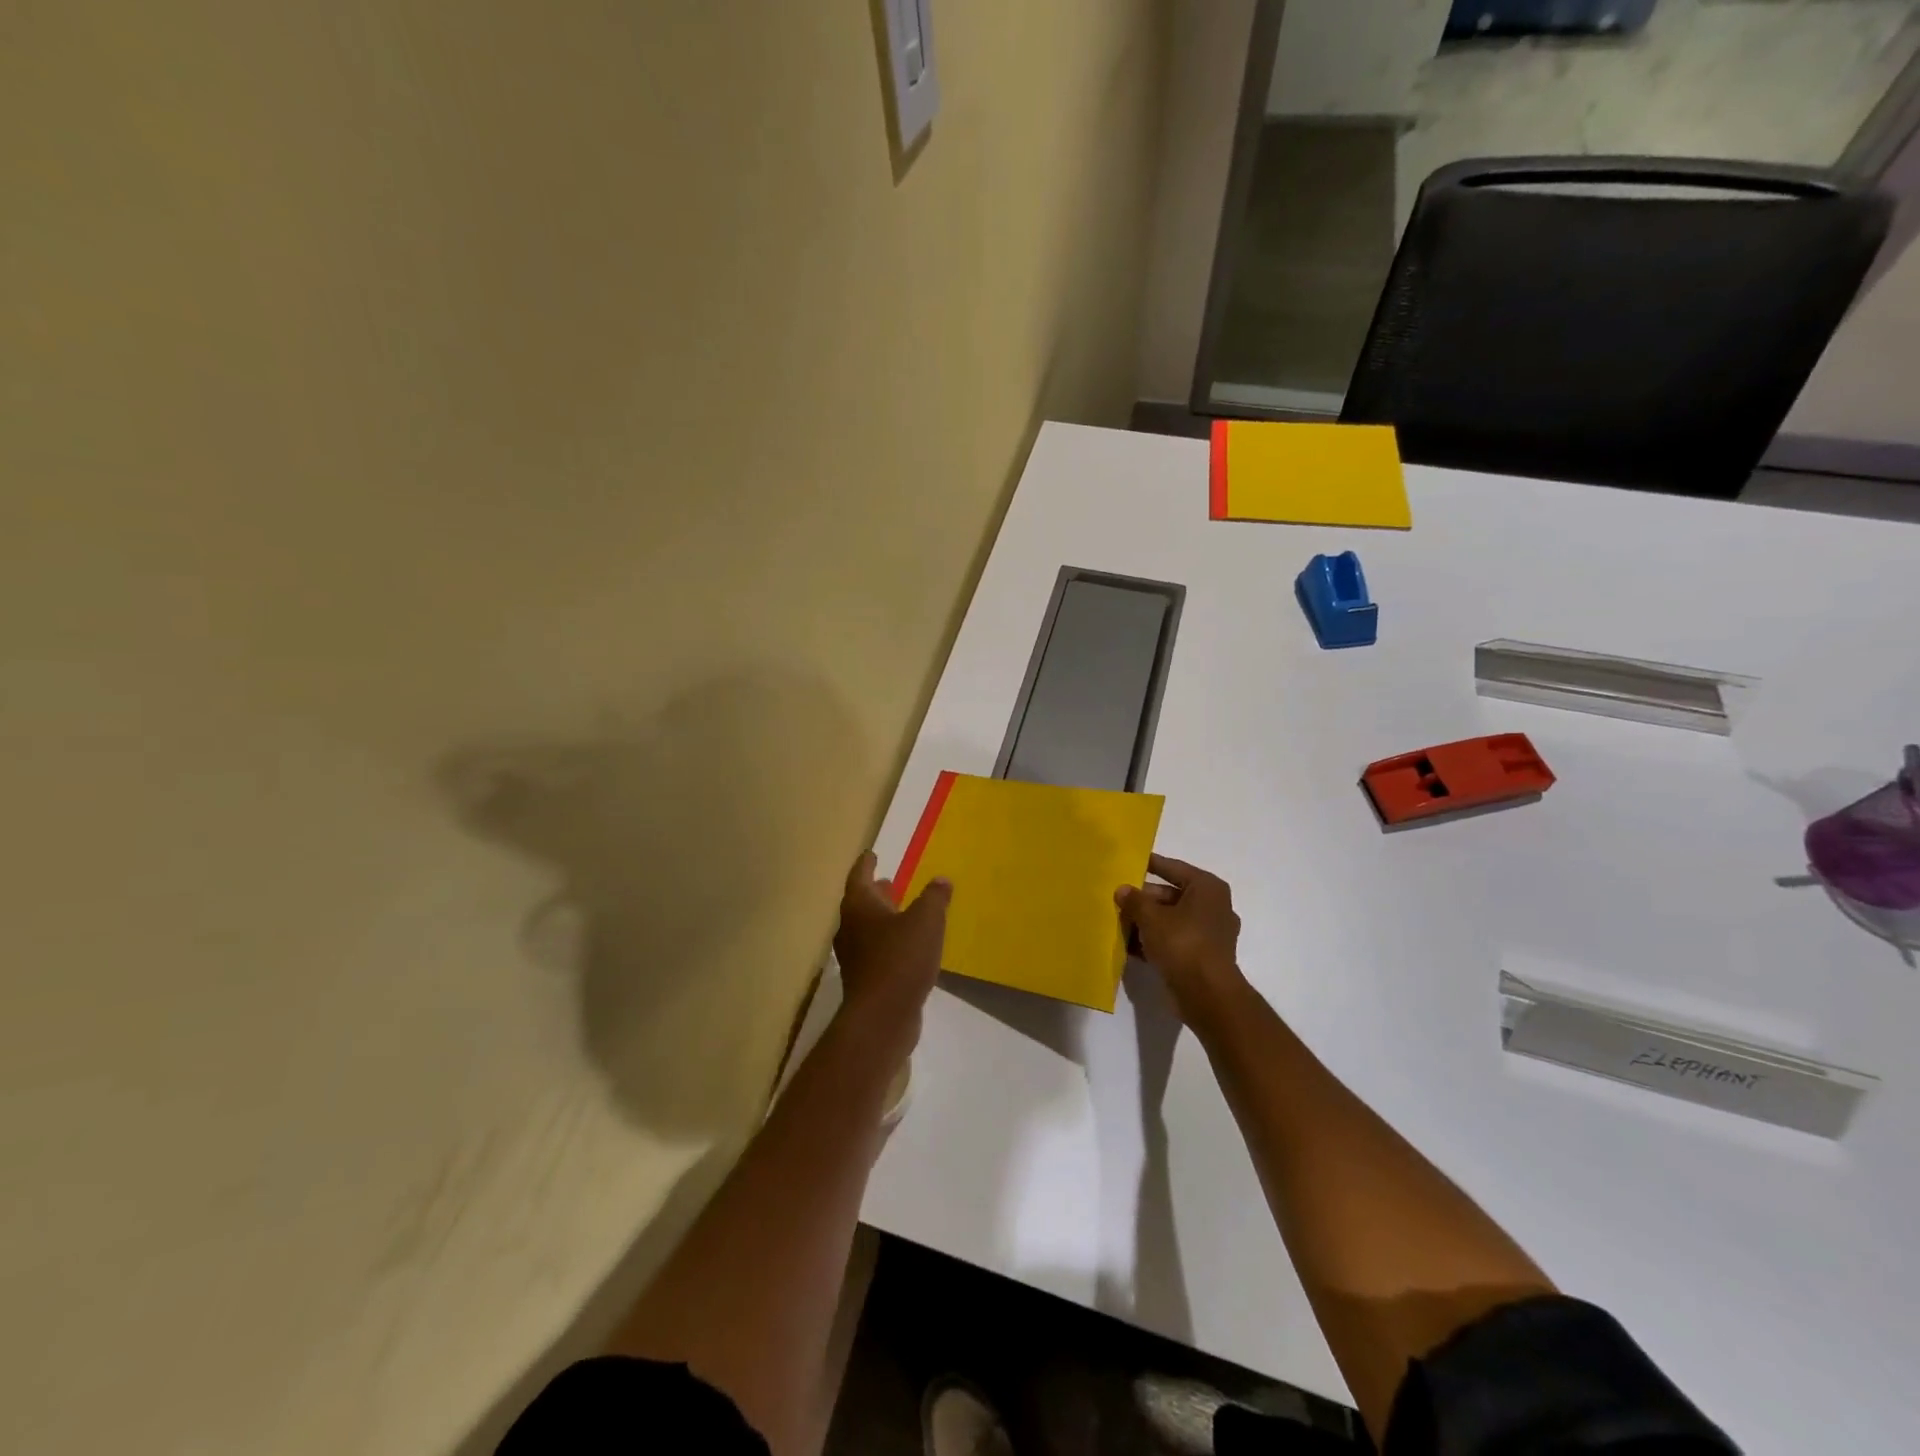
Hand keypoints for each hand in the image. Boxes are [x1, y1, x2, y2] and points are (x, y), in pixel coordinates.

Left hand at [833, 853, 950, 1032]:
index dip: (866, 863)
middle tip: (888, 882)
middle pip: (860, 903)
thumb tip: (941, 880)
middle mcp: (850, 928)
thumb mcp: (926, 920)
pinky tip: (907, 948)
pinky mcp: (864, 981)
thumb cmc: (901, 958)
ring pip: (867, 929)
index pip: (859, 876)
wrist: (882, 1017)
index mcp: (859, 906)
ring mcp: (855, 957)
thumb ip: (934, 897)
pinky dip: (888, 943)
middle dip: (875, 893)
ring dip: (882, 919)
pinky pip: (876, 952)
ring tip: (901, 913)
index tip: (872, 854)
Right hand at [1115, 854, 1245, 1022]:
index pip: (1173, 868)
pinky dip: (1156, 941)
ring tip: (1119, 923)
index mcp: (1207, 888)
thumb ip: (1134, 901)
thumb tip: (1122, 890)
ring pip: (1172, 919)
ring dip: (1147, 922)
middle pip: (1171, 895)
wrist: (1208, 995)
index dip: (1151, 864)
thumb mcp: (1151, 918)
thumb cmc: (1183, 944)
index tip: (1130, 861)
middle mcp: (1213, 906)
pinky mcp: (1203, 956)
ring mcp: (1211, 933)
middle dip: (1144, 900)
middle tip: (1118, 900)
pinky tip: (1131, 947)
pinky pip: (1175, 940)